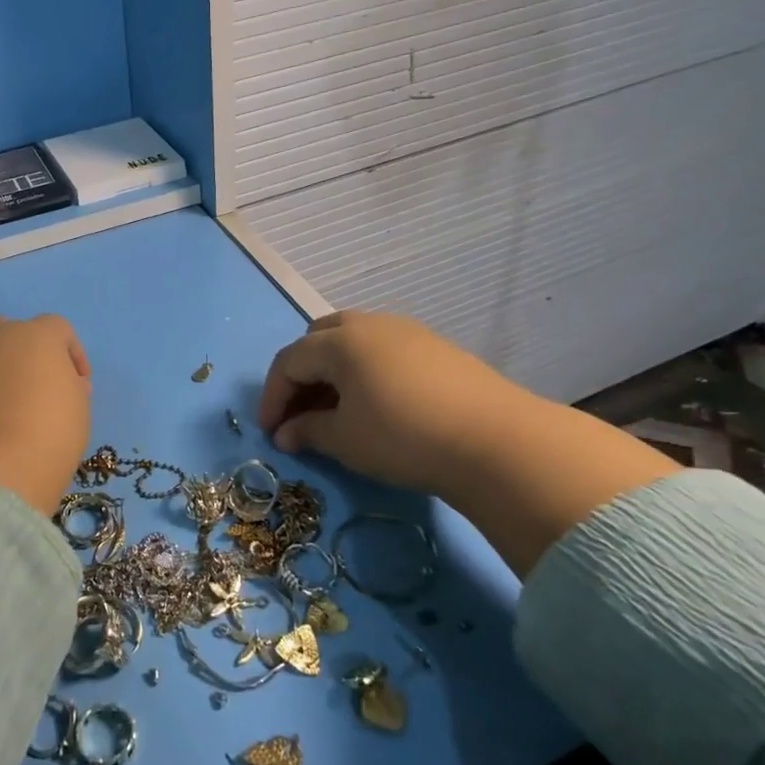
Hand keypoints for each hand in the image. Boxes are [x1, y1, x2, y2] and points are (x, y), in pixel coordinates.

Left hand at [0, 314, 91, 514]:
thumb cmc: (49, 432)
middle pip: (6, 330)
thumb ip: (69, 385)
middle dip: (19, 353)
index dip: (71, 354)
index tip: (78, 386)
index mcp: (36, 335)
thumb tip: (57, 384)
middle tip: (29, 387)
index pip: (58, 329)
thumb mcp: (78, 408)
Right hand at [257, 310, 677, 574]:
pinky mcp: (435, 345)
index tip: (269, 431)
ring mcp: (406, 330)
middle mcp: (368, 324)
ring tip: (337, 409)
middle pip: (318, 339)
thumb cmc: (403, 436)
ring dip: (333, 371)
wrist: (495, 440)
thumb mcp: (346, 439)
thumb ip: (308, 431)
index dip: (272, 396)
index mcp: (339, 341)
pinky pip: (383, 349)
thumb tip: (286, 433)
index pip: (288, 361)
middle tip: (300, 412)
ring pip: (352, 341)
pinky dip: (365, 370)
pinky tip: (377, 403)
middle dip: (301, 374)